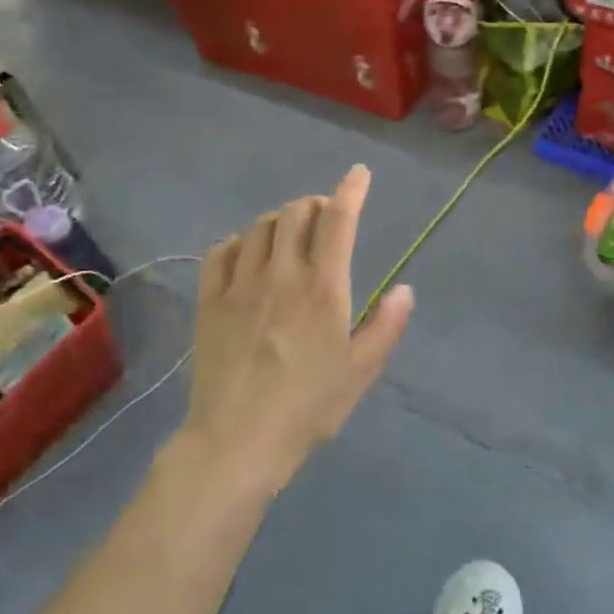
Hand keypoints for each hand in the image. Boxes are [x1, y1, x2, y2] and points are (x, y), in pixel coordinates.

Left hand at [182, 165, 413, 492]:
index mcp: (323, 288)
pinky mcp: (209, 300)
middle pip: (295, 213)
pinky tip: (247, 254)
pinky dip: (239, 242)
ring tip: (290, 235)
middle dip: (315, 205)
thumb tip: (404, 289)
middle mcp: (281, 274)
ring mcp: (240, 284)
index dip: (351, 190)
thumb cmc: (308, 407)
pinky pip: (220, 251)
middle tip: (325, 219)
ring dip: (280, 220)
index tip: (359, 174)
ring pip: (259, 227)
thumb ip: (386, 326)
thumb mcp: (360, 372)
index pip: (338, 221)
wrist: (238, 440)